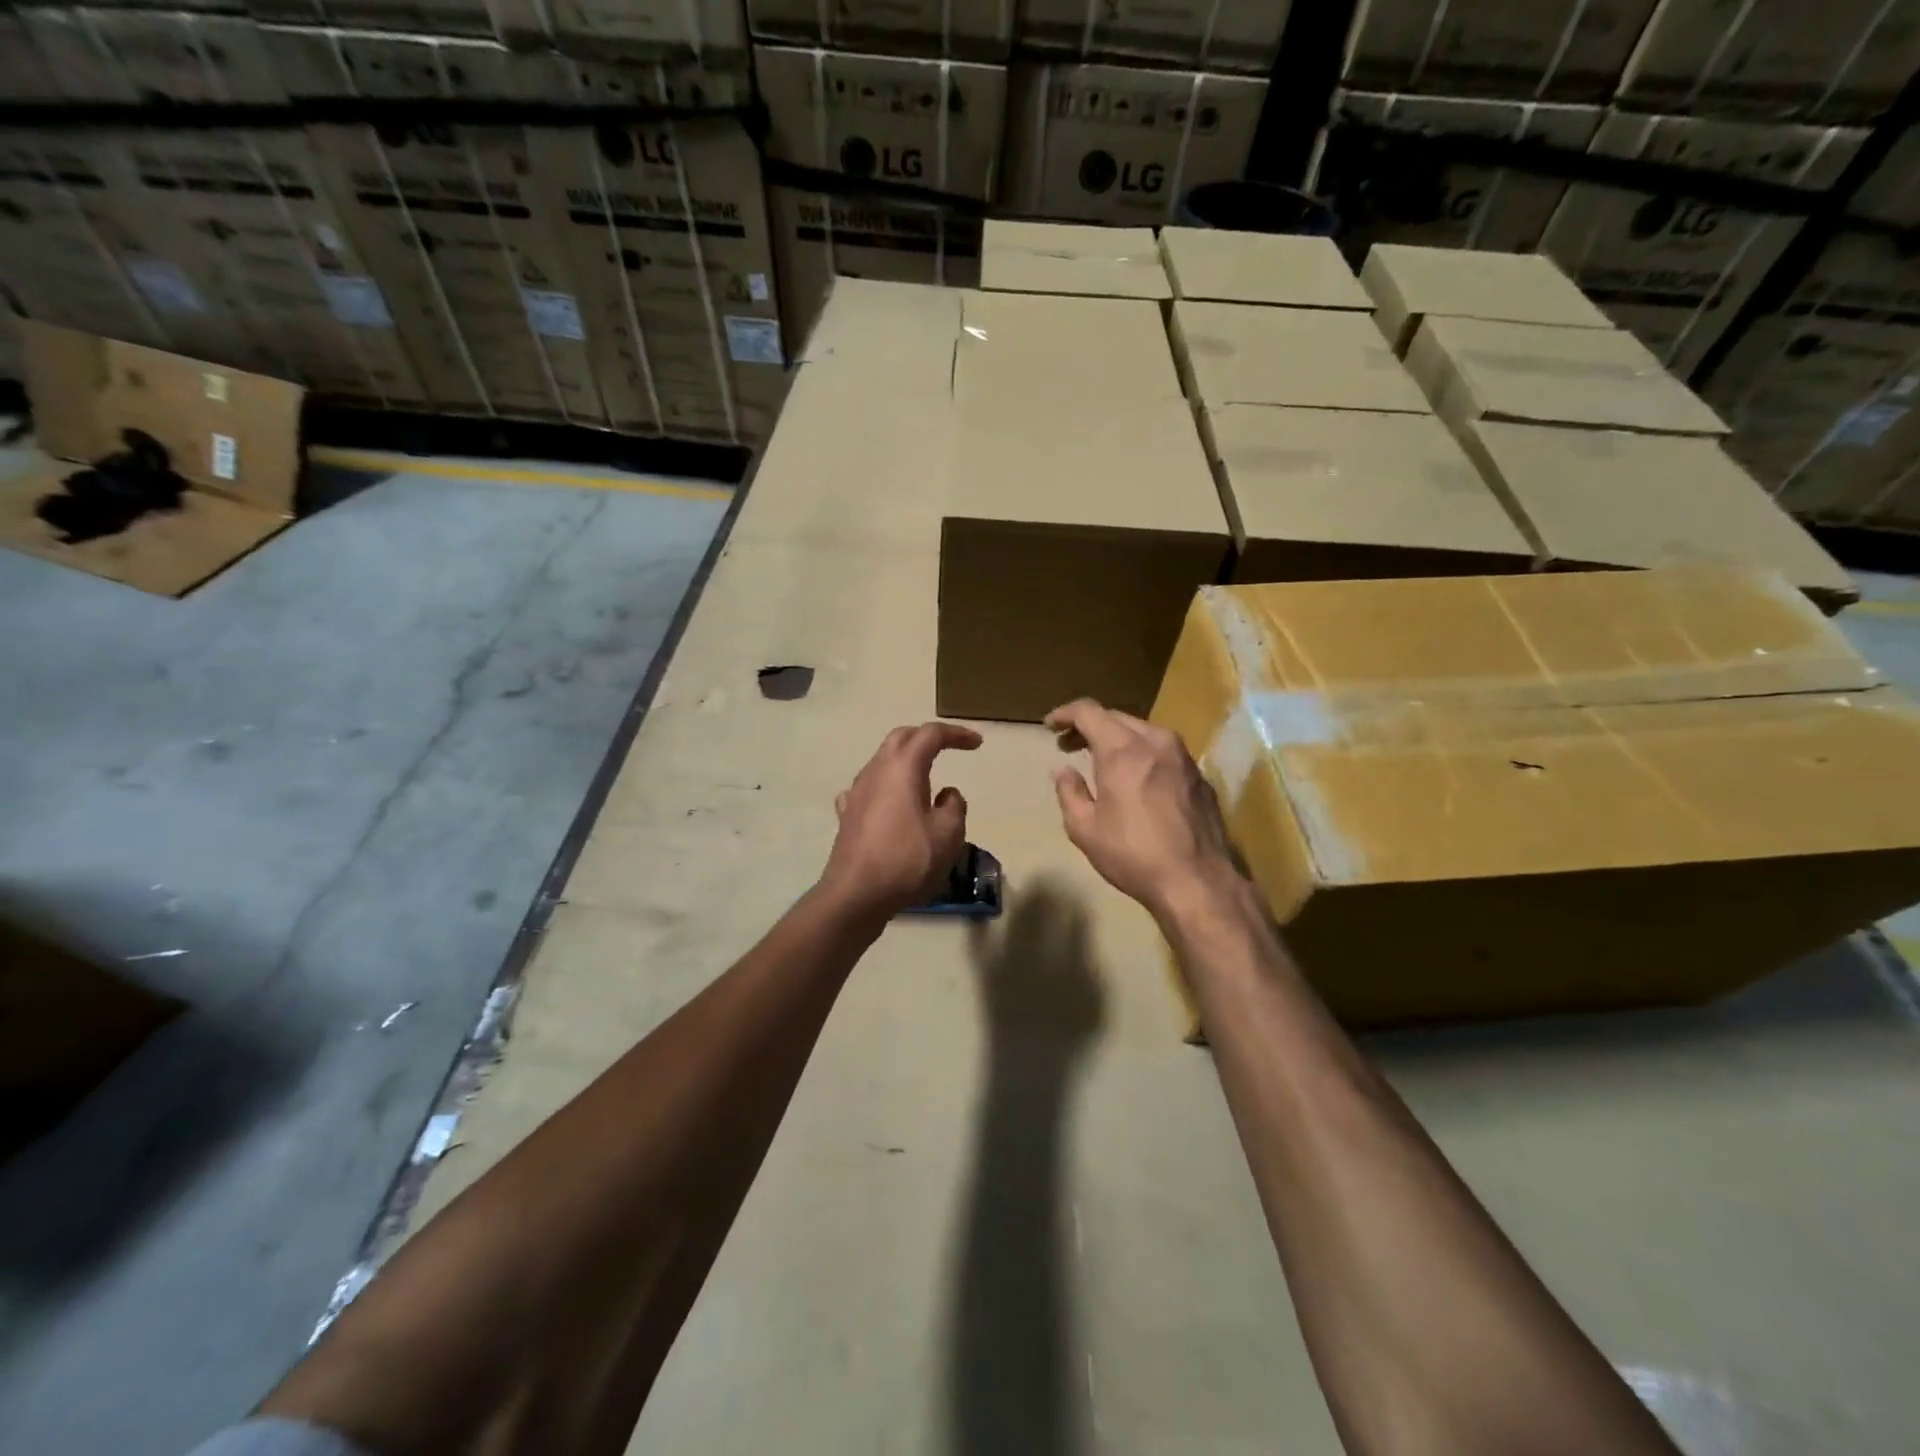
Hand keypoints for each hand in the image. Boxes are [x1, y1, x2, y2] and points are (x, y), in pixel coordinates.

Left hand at [819, 721, 982, 921]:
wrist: (856, 895)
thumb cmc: (907, 860)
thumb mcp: (949, 834)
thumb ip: (954, 806)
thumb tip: (945, 794)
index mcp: (902, 768)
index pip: (930, 735)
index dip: (956, 734)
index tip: (977, 744)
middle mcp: (875, 771)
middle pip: (900, 738)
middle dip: (926, 737)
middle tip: (949, 747)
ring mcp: (856, 793)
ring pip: (881, 762)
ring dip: (905, 762)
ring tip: (925, 779)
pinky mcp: (847, 816)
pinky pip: (868, 788)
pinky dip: (886, 787)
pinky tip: (890, 803)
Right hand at [1046, 699, 1244, 922]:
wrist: (1197, 881)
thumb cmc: (1133, 855)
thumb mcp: (1085, 829)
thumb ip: (1069, 792)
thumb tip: (1063, 771)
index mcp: (1122, 750)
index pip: (1089, 711)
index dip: (1065, 714)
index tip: (1050, 726)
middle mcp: (1155, 741)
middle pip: (1116, 717)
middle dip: (1089, 726)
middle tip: (1069, 746)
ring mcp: (1183, 757)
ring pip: (1143, 731)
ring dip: (1117, 738)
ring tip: (1101, 760)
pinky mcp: (1199, 775)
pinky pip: (1164, 751)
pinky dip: (1142, 754)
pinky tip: (1136, 779)